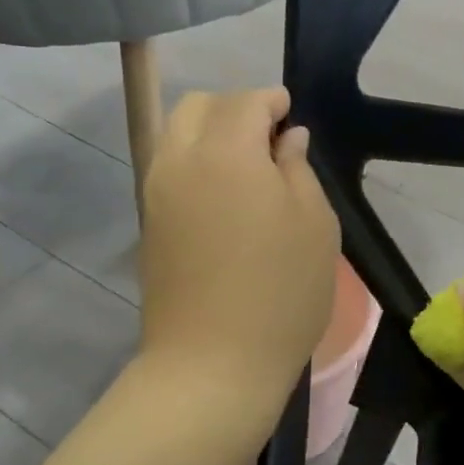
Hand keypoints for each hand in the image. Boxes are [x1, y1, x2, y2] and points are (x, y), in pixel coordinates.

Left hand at [137, 89, 338, 427]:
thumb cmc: (280, 291)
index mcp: (226, 152)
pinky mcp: (149, 223)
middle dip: (235, 110)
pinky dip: (195, 161)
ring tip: (249, 168)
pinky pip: (169, 168)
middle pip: (198, 106)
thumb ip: (298, 168)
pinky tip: (225, 195)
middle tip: (270, 141)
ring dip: (211, 134)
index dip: (272, 100)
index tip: (291, 113)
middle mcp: (180, 160)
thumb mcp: (314, 224)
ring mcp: (156, 192)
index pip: (245, 101)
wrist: (212, 364)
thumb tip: (287, 139)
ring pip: (176, 134)